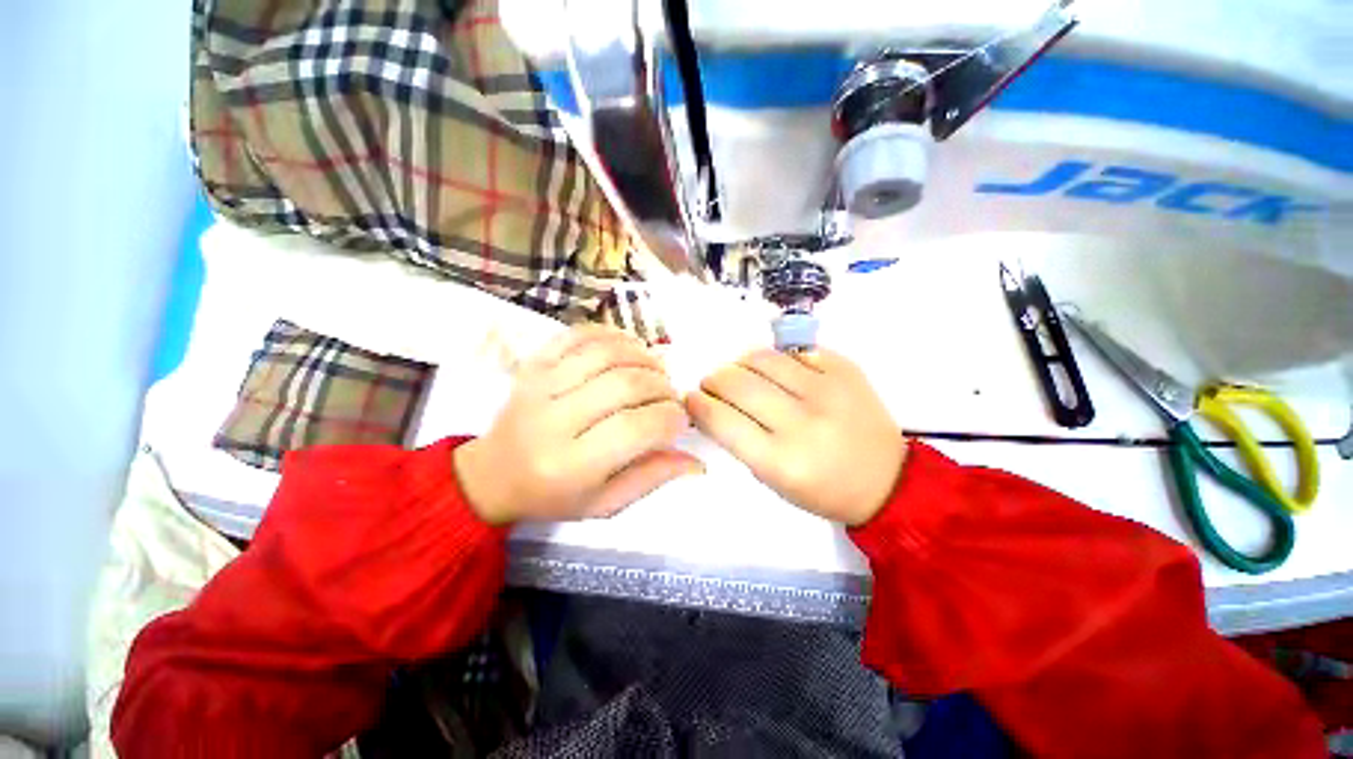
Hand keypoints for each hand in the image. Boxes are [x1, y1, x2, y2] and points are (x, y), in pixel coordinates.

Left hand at [455, 326, 701, 523]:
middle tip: (670, 397)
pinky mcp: (534, 363)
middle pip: (624, 384)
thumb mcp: (604, 503)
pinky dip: (612, 334)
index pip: (635, 428)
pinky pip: (578, 334)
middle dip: (662, 387)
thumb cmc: (552, 496)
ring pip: (605, 353)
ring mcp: (539, 384)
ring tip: (656, 372)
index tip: (680, 421)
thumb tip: (696, 460)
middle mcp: (552, 420)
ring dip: (643, 356)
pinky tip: (630, 347)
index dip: (670, 418)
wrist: (492, 474)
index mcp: (571, 465)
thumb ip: (650, 478)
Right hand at [686, 348, 905, 525]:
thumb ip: (740, 441)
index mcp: (781, 460)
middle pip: (738, 383)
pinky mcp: (845, 369)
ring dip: (739, 363)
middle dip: (713, 380)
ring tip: (738, 373)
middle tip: (711, 383)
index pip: (722, 420)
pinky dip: (776, 360)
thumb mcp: (773, 480)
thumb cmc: (823, 489)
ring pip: (762, 358)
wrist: (887, 479)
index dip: (698, 404)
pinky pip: (794, 351)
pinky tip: (776, 372)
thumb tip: (713, 405)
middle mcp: (803, 422)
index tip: (690, 398)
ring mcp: (827, 390)